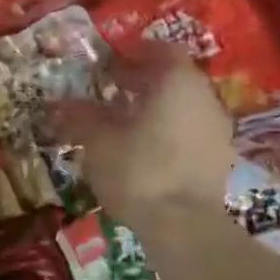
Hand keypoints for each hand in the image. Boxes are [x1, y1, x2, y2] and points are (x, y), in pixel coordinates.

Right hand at [52, 43, 234, 223]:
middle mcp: (205, 97)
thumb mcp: (98, 141)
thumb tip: (58, 105)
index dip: (133, 53)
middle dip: (141, 82)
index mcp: (178, 81)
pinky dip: (168, 133)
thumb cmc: (139, 171)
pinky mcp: (220, 160)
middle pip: (172, 78)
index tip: (109, 64)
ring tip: (122, 123)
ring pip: (183, 106)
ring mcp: (218, 130)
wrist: (185, 229)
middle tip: (109, 91)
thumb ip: (80, 117)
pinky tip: (143, 151)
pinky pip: (191, 133)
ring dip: (155, 108)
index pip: (160, 50)